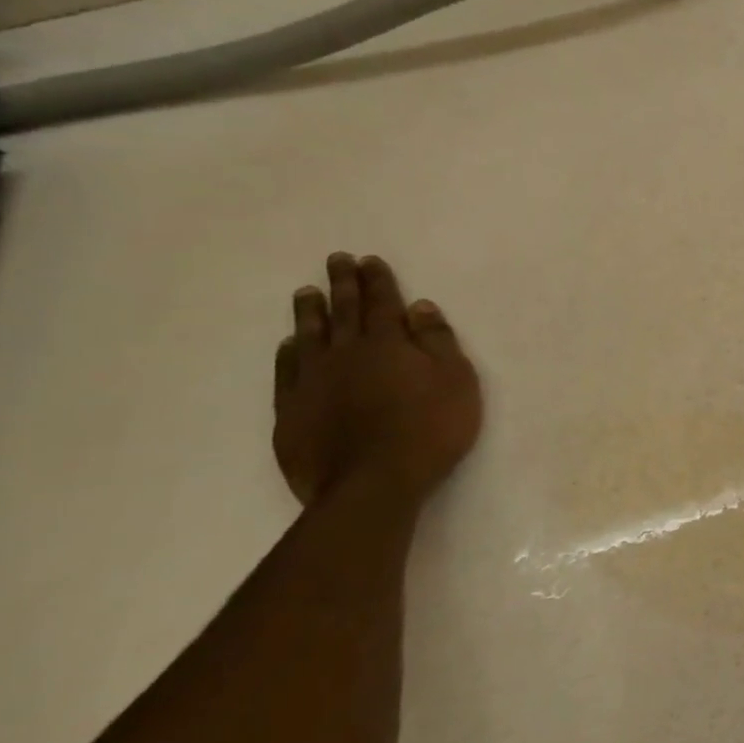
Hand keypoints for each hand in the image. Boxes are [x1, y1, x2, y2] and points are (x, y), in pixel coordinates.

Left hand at [273, 253, 483, 505]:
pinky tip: (290, 345)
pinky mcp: (292, 410)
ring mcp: (313, 381)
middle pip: (344, 311)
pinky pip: (287, 371)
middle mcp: (345, 353)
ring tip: (307, 292)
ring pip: (309, 335)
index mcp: (388, 344)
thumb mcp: (456, 381)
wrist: (373, 482)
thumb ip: (438, 342)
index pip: (383, 303)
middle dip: (342, 284)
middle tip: (335, 260)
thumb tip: (420, 307)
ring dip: (310, 312)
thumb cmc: (429, 429)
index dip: (378, 280)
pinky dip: (289, 352)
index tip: (369, 260)